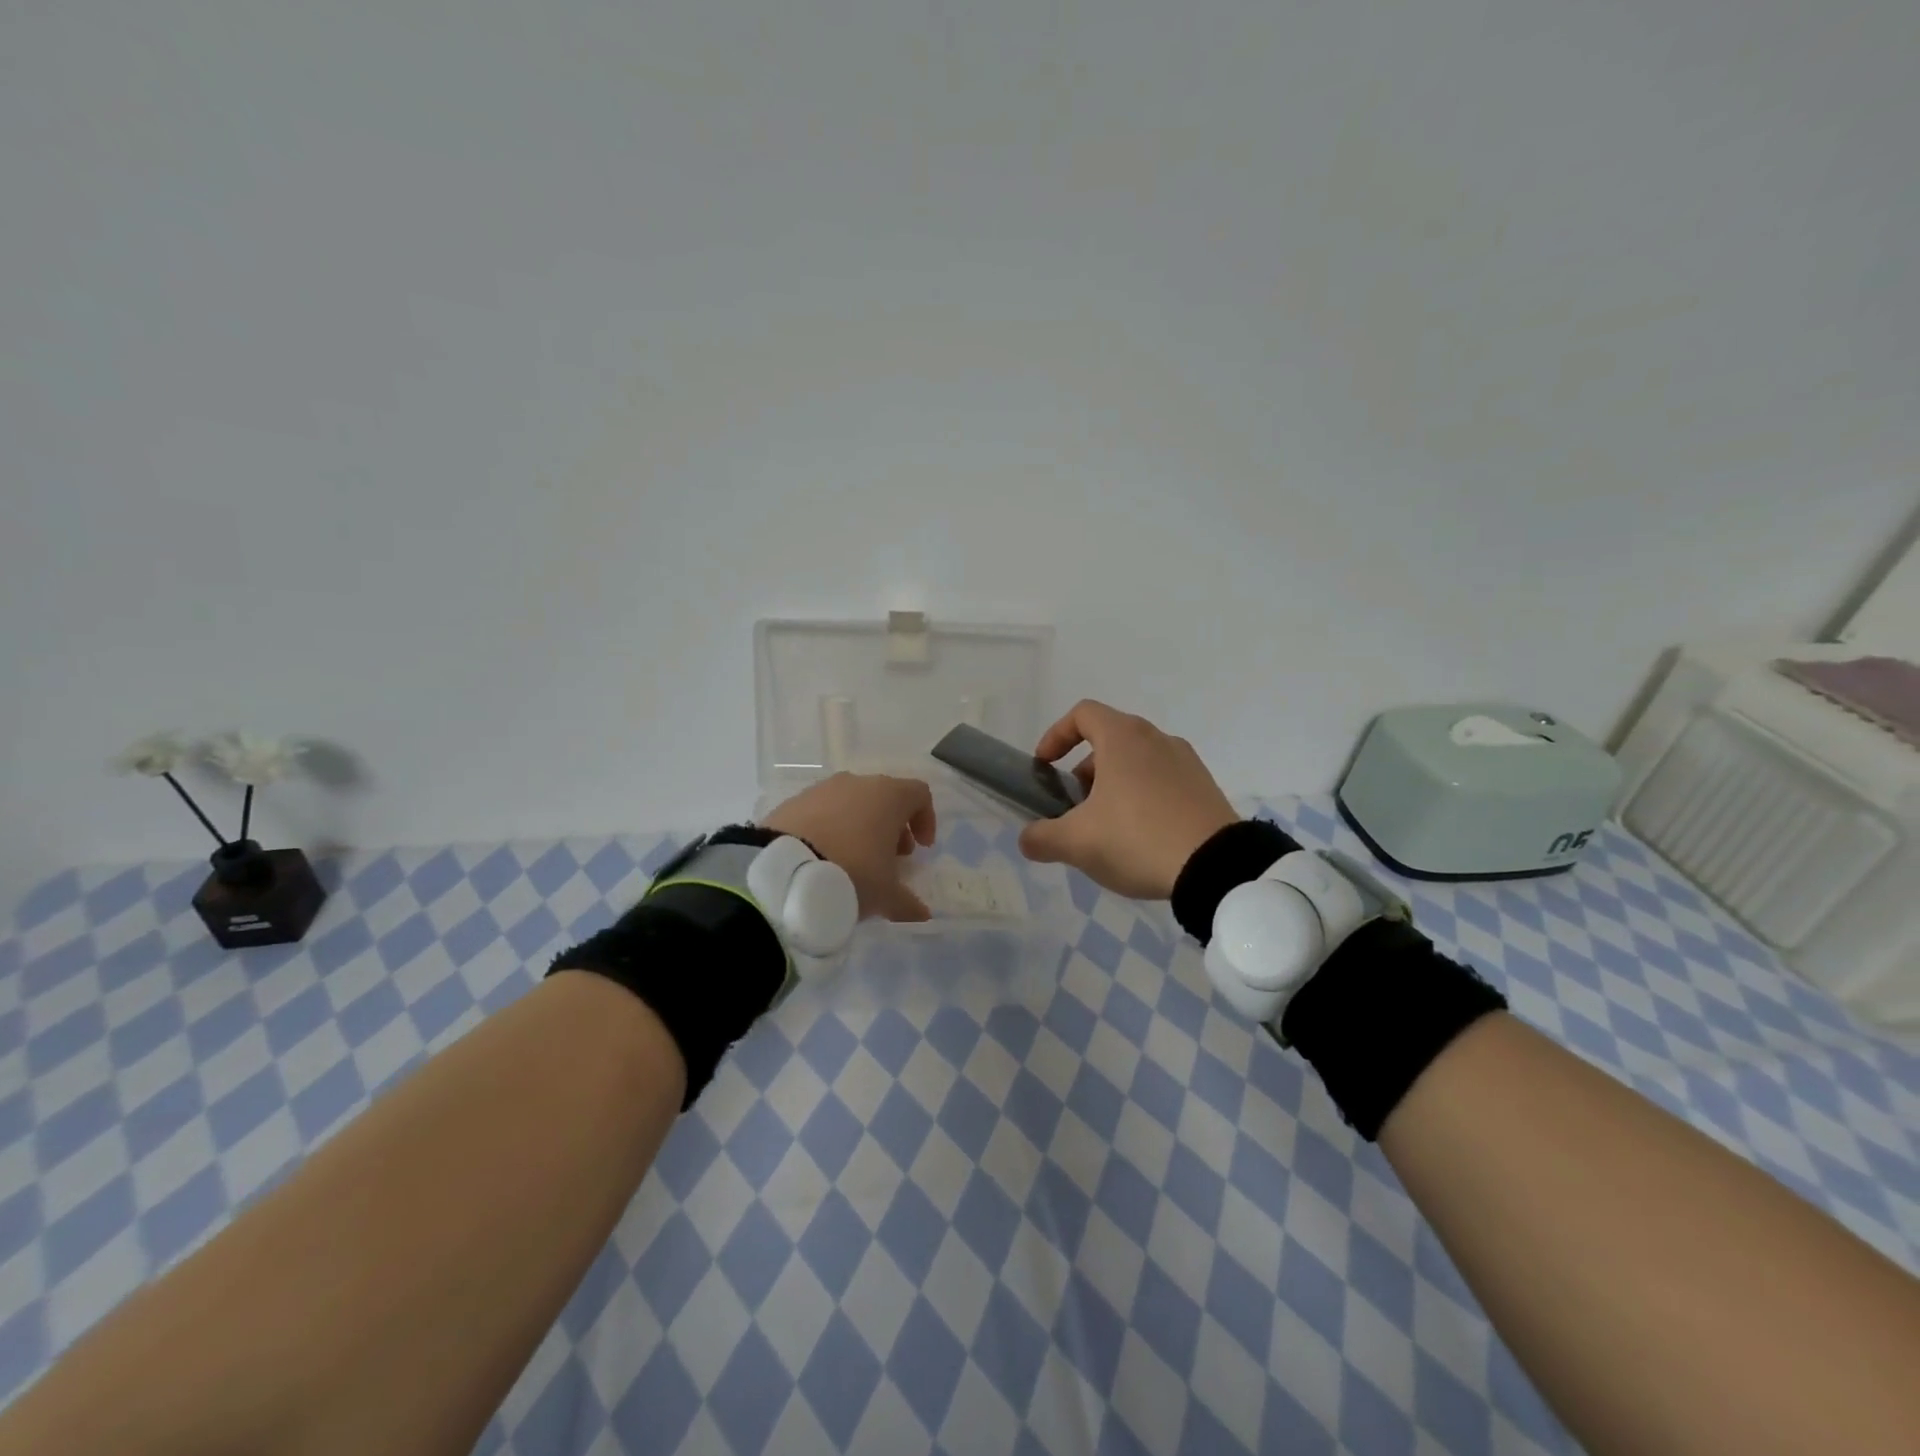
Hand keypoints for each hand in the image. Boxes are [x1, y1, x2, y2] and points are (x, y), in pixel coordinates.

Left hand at [762, 773, 937, 921]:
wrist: (783, 873)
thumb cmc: (851, 874)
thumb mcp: (885, 896)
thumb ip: (908, 903)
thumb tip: (922, 914)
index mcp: (888, 796)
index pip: (919, 794)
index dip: (926, 819)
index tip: (921, 848)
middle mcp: (857, 783)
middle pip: (885, 797)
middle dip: (892, 826)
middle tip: (890, 857)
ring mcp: (822, 789)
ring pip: (852, 802)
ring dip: (860, 826)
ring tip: (854, 860)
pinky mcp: (793, 802)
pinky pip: (822, 811)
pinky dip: (830, 828)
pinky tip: (822, 858)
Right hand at [1017, 700, 1238, 898]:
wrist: (1216, 868)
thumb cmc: (1137, 839)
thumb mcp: (1077, 843)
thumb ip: (1042, 837)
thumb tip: (1028, 838)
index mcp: (1123, 738)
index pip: (1082, 714)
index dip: (1056, 735)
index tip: (1045, 766)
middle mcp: (1156, 738)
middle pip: (1109, 739)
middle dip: (1083, 770)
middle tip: (1074, 806)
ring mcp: (1186, 761)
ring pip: (1137, 761)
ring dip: (1113, 785)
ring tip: (1106, 827)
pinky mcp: (1205, 787)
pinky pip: (1162, 780)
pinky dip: (1142, 796)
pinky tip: (1141, 837)